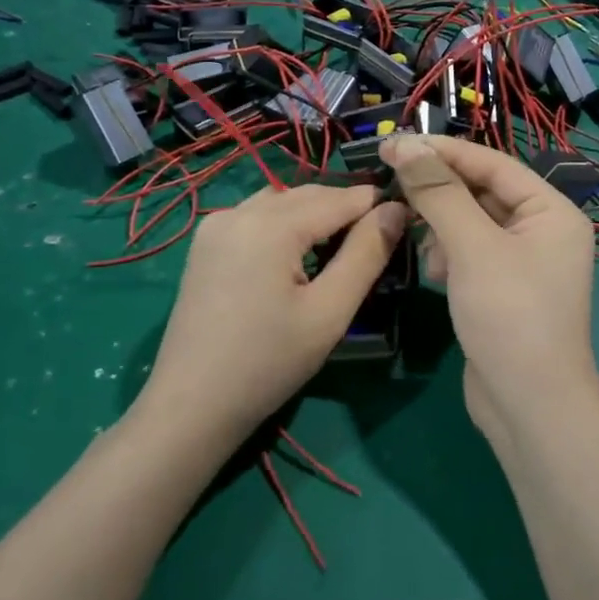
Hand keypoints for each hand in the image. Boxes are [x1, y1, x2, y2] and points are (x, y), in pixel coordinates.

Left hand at [139, 184, 407, 439]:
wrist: (191, 405)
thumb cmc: (268, 363)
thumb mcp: (330, 312)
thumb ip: (366, 255)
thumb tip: (396, 210)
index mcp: (270, 225)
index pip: (340, 198)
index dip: (377, 205)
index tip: (406, 221)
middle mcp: (239, 211)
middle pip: (309, 194)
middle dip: (346, 208)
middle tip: (379, 238)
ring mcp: (216, 225)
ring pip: (282, 200)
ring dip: (316, 212)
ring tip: (342, 247)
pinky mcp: (205, 244)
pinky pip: (257, 215)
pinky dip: (286, 222)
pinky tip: (298, 253)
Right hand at [380, 134, 598, 432]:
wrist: (529, 407)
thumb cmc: (510, 316)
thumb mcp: (473, 247)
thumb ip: (439, 193)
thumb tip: (405, 145)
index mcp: (552, 211)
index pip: (492, 163)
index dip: (442, 152)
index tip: (393, 143)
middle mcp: (543, 231)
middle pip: (481, 192)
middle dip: (439, 192)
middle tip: (391, 185)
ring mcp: (524, 263)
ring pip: (471, 224)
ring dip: (441, 226)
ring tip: (419, 241)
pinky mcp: (503, 291)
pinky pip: (470, 254)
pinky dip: (449, 256)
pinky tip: (435, 273)